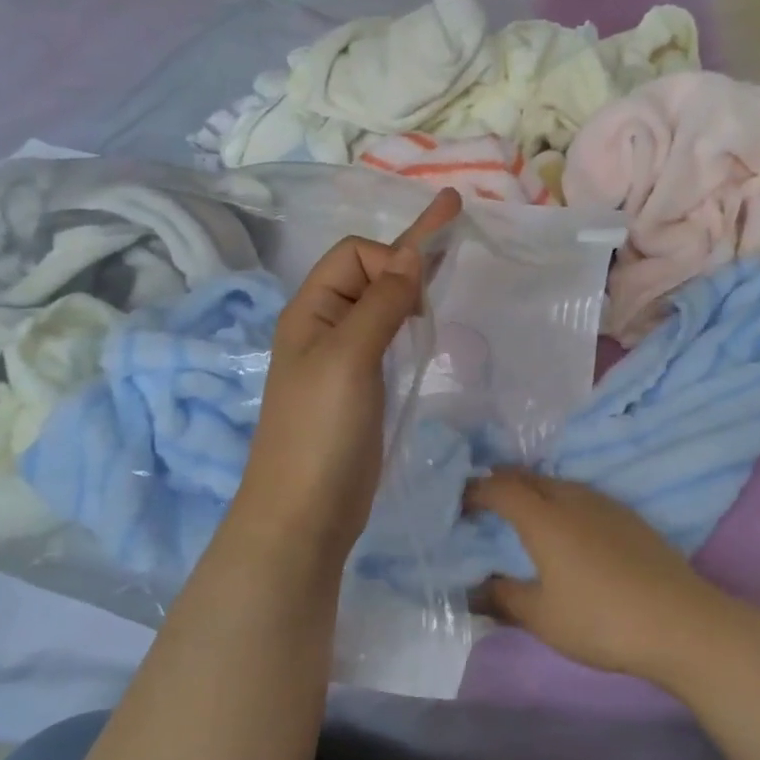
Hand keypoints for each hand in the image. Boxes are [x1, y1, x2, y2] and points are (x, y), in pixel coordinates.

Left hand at [238, 190, 461, 559]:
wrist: (306, 512)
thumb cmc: (321, 431)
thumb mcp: (349, 358)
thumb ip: (381, 303)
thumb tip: (411, 255)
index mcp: (311, 310)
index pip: (354, 254)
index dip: (390, 259)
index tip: (420, 296)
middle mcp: (325, 326)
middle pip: (368, 272)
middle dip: (406, 257)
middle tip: (452, 247)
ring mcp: (344, 358)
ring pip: (381, 305)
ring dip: (410, 287)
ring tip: (448, 274)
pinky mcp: (362, 386)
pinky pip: (387, 338)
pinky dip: (409, 322)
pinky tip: (427, 323)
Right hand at [467, 469, 734, 685]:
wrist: (679, 621)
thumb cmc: (600, 619)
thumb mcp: (542, 617)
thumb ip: (503, 598)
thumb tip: (475, 590)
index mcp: (545, 518)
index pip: (501, 488)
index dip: (475, 490)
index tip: (458, 501)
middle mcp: (573, 499)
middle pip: (530, 477)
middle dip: (502, 483)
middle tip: (483, 501)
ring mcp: (606, 504)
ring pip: (559, 484)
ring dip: (534, 490)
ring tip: (521, 512)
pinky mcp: (630, 517)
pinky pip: (583, 496)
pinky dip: (561, 502)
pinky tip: (567, 528)